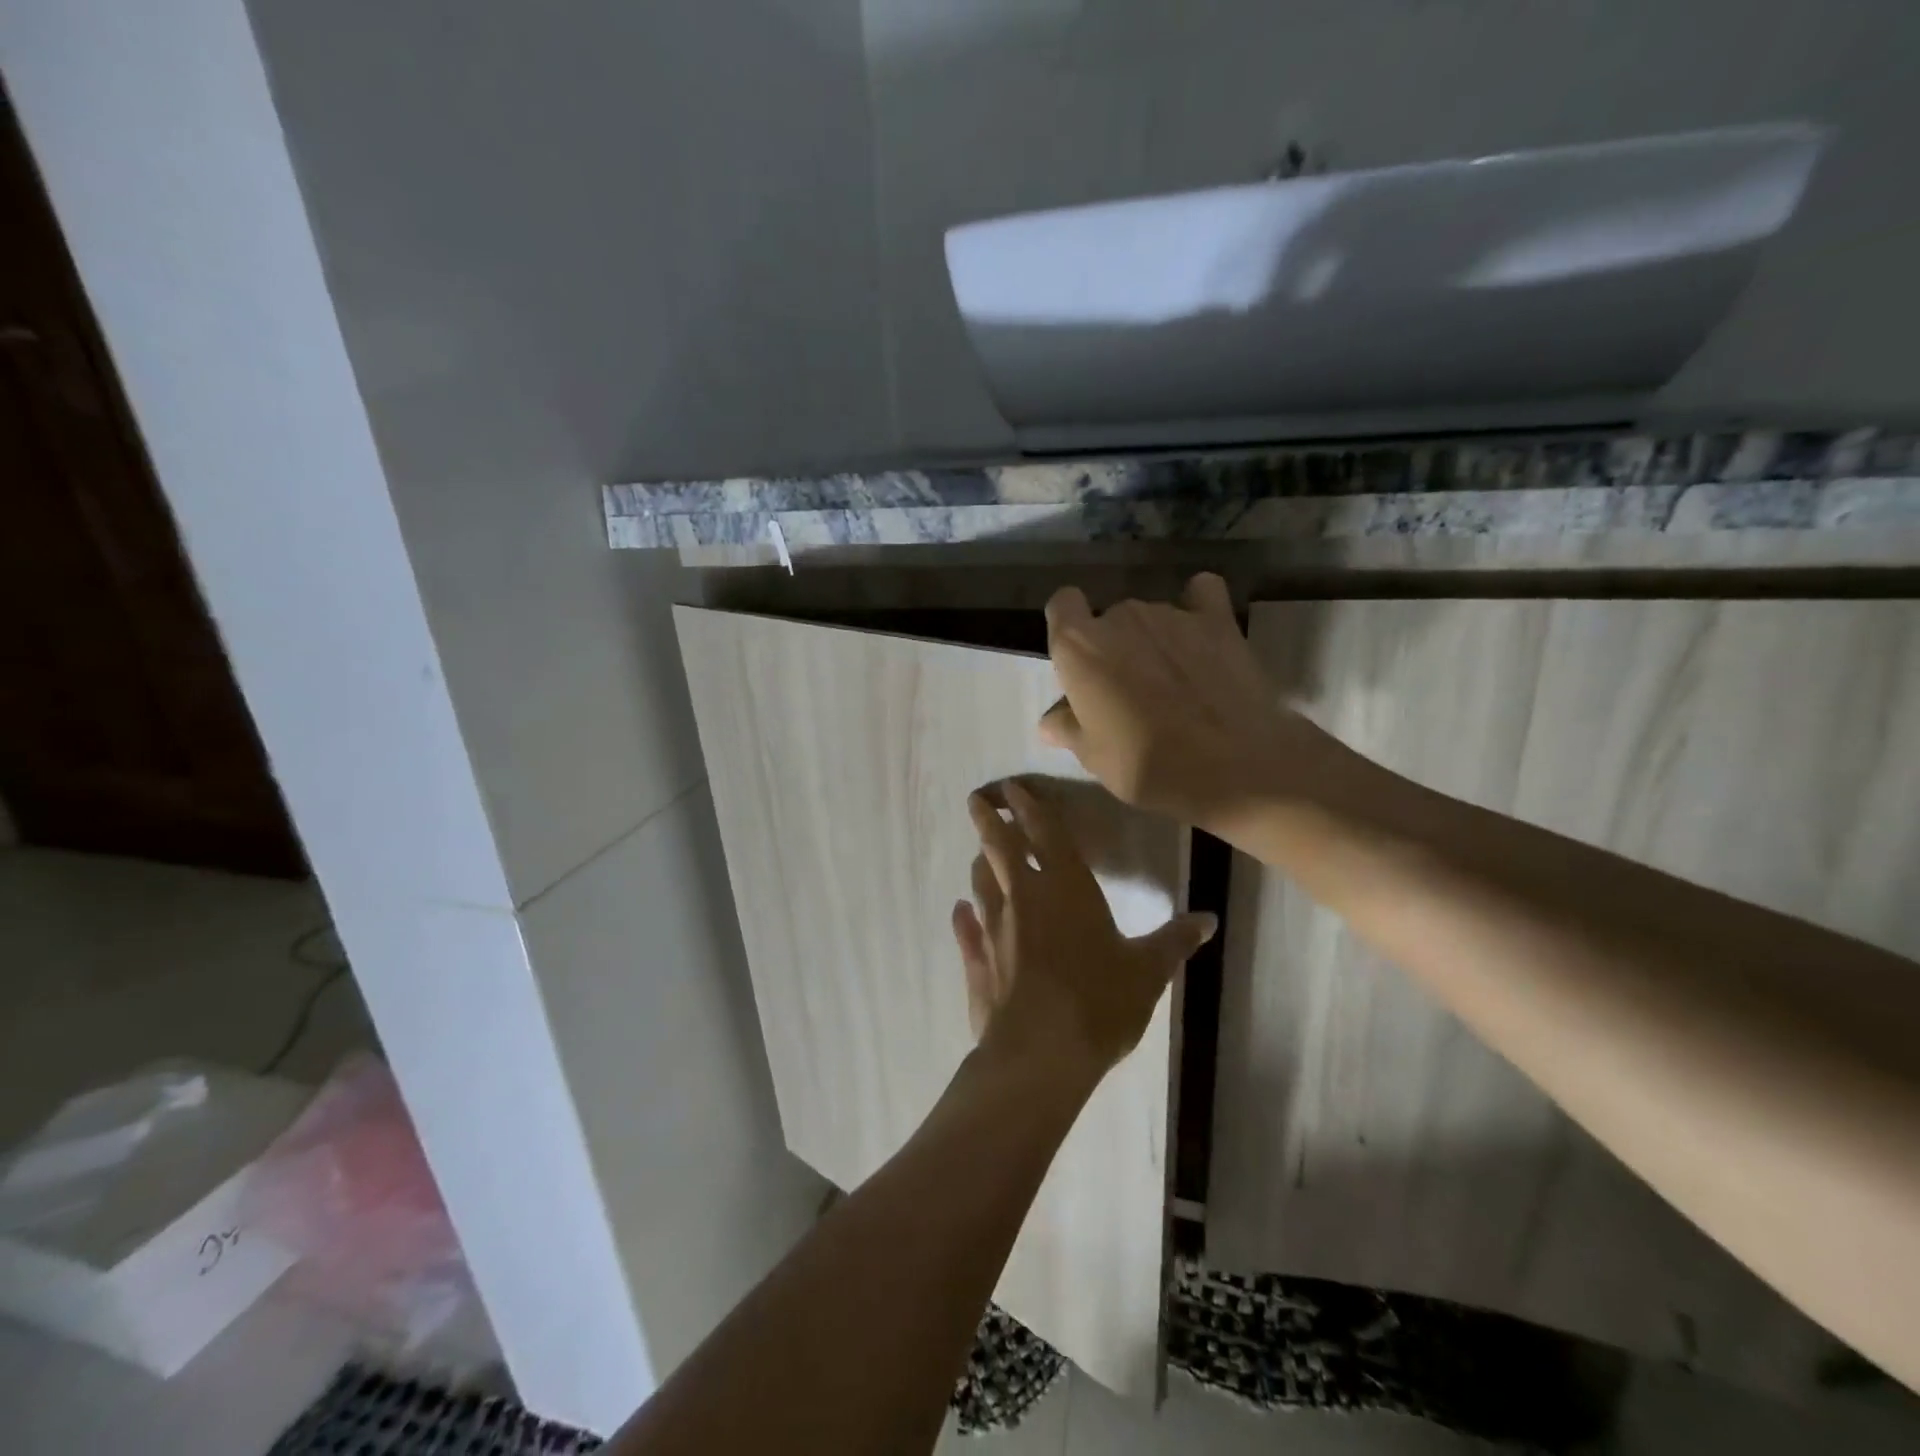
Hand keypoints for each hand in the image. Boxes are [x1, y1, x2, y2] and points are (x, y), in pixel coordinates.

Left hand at [950, 781, 1216, 1081]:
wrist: (1040, 1055)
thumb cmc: (1099, 1002)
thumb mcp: (1147, 972)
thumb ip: (1173, 941)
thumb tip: (1209, 919)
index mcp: (1066, 888)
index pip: (1045, 834)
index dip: (1029, 807)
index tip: (1012, 787)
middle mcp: (1024, 898)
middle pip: (1000, 847)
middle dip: (989, 820)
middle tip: (977, 801)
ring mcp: (994, 929)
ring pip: (981, 883)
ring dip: (980, 864)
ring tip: (980, 854)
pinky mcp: (977, 962)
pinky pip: (966, 931)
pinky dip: (963, 917)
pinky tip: (959, 911)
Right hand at [1039, 574, 1341, 834]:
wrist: (1235, 765)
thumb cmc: (1148, 764)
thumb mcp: (1094, 757)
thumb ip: (1068, 728)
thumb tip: (1050, 721)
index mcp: (1080, 645)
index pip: (1061, 605)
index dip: (1067, 628)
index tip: (1078, 663)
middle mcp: (1121, 616)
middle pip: (1108, 619)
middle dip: (1113, 648)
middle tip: (1127, 694)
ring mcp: (1171, 613)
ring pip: (1149, 617)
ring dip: (1151, 641)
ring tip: (1172, 684)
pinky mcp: (1217, 619)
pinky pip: (1200, 596)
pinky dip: (1196, 609)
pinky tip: (1200, 637)